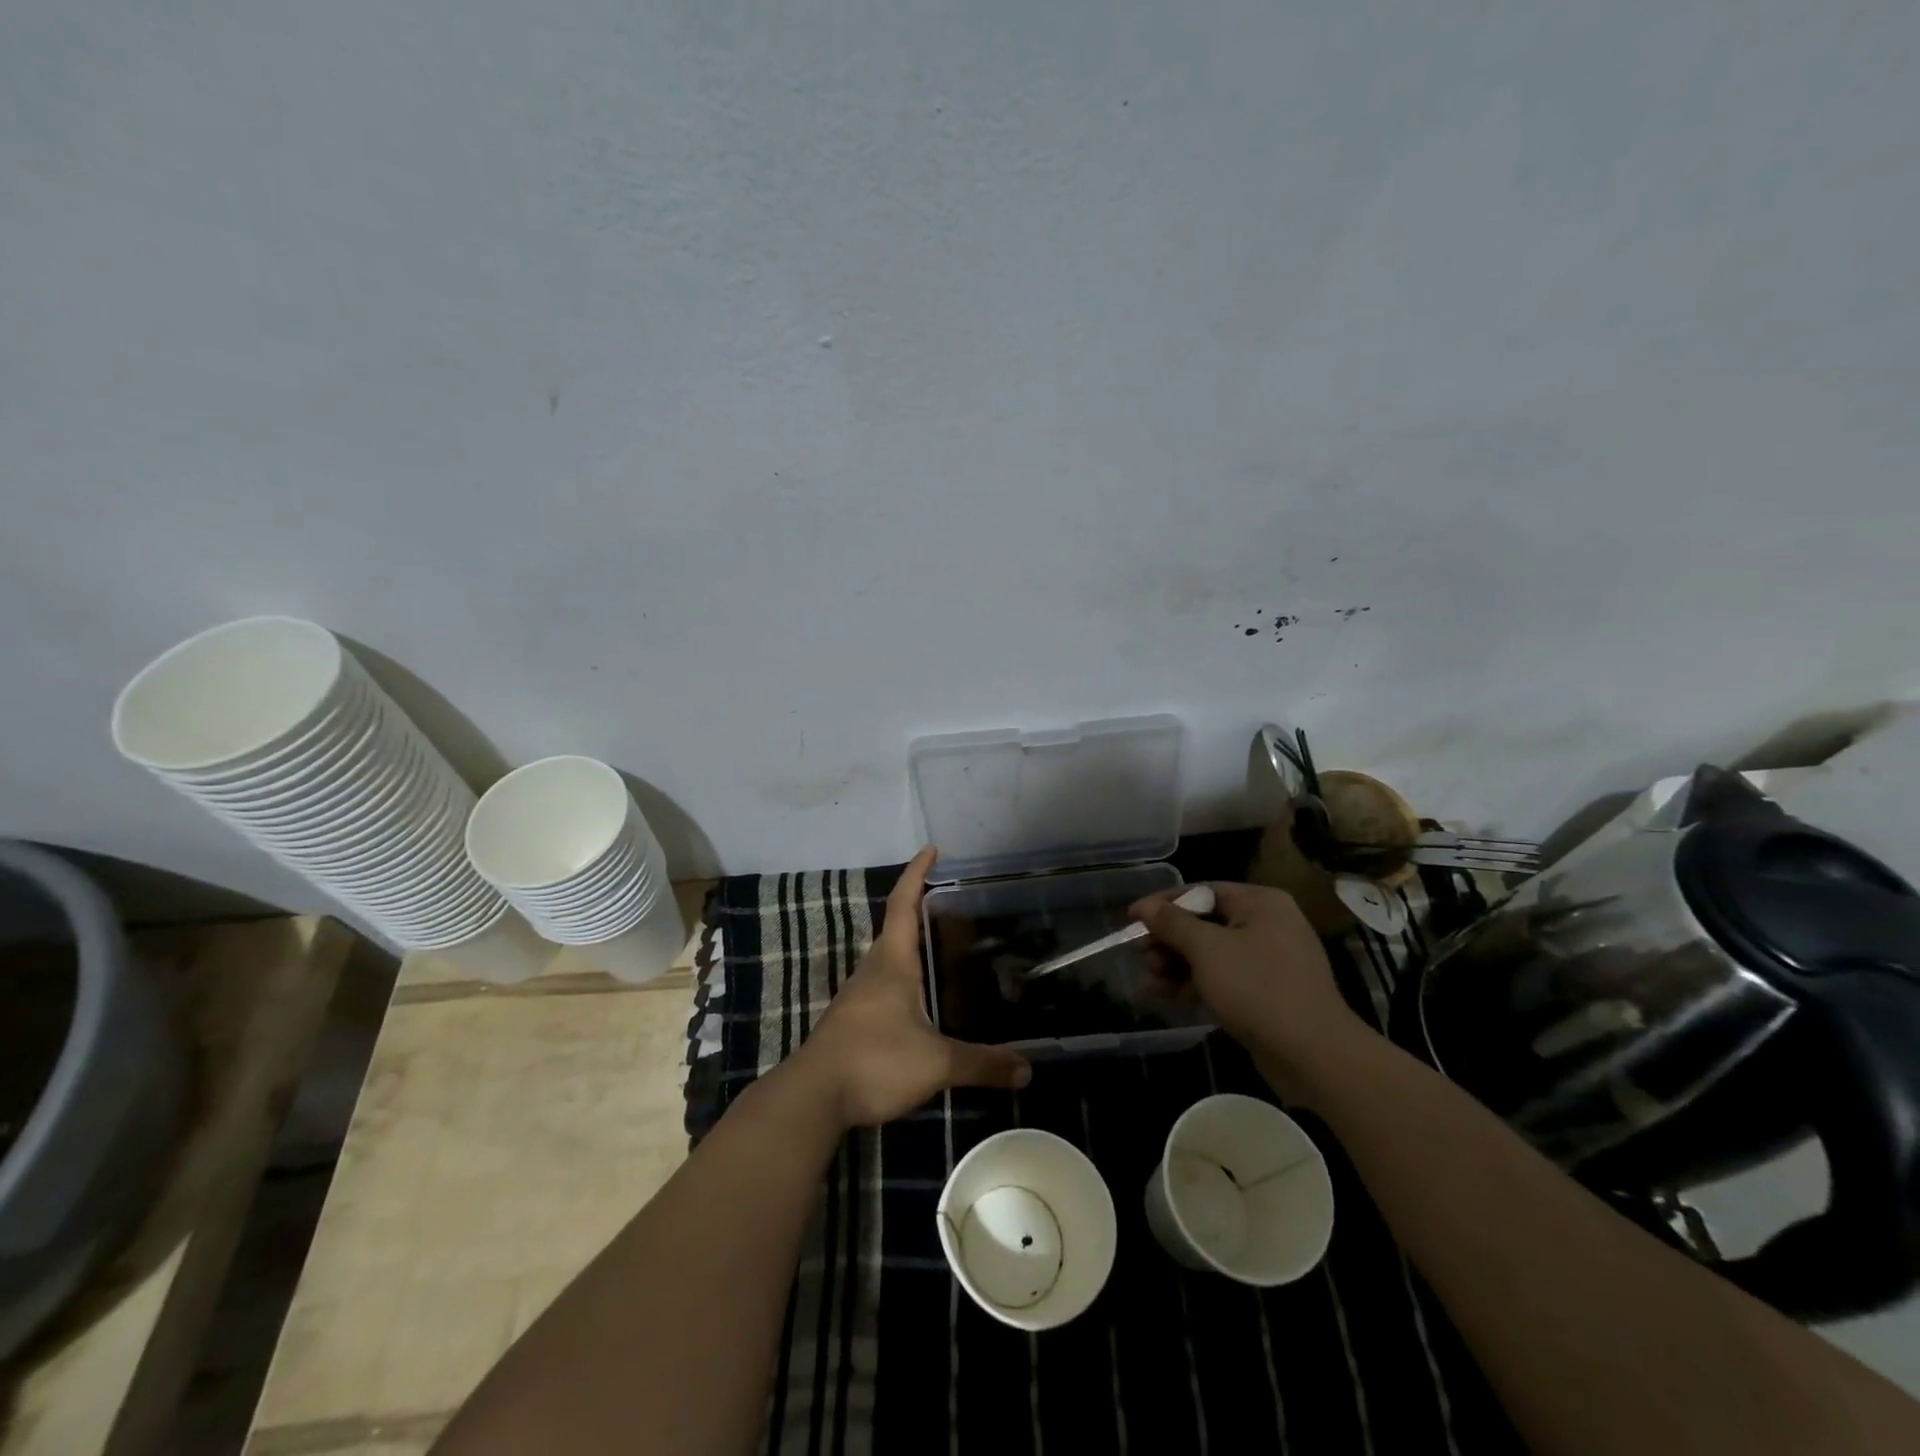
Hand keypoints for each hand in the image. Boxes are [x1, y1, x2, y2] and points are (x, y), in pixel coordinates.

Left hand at [789, 847, 1030, 1128]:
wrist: (813, 1097)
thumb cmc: (875, 1061)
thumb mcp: (936, 1063)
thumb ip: (981, 1063)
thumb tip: (1028, 1069)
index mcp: (892, 962)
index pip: (904, 904)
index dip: (917, 874)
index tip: (931, 849)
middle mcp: (873, 969)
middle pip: (897, 927)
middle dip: (922, 910)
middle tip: (959, 907)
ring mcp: (860, 995)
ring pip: (890, 958)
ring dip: (913, 945)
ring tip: (947, 948)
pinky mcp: (854, 1020)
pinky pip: (885, 984)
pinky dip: (907, 977)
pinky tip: (924, 999)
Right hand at [1129, 881, 1365, 1075]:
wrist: (1313, 1055)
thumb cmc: (1257, 987)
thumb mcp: (1207, 949)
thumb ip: (1173, 924)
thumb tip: (1146, 907)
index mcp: (1260, 903)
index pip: (1202, 891)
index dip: (1164, 904)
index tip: (1132, 918)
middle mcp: (1268, 925)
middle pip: (1205, 924)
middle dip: (1168, 940)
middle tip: (1139, 954)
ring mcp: (1269, 962)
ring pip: (1211, 955)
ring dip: (1176, 965)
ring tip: (1148, 979)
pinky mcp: (1266, 995)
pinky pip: (1223, 979)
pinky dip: (1194, 985)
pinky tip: (1164, 996)